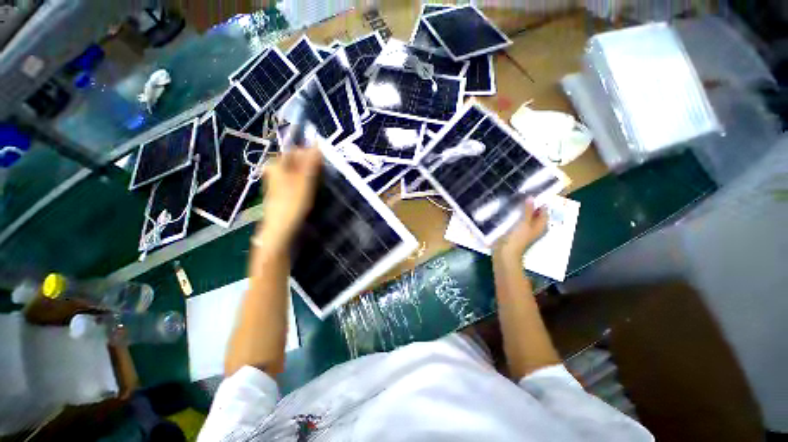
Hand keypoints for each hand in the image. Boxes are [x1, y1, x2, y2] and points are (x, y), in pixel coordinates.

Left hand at [256, 147, 321, 251]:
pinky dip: (305, 184)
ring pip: (298, 172)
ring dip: (309, 176)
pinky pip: (296, 181)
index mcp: (277, 163)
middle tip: (320, 178)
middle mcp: (275, 169)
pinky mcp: (282, 191)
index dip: (312, 156)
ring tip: (316, 187)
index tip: (322, 166)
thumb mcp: (305, 180)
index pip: (298, 150)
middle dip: (311, 167)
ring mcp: (278, 181)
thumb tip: (317, 142)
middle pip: (298, 162)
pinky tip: (309, 193)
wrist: (281, 228)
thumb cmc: (293, 202)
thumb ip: (311, 162)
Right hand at [493, 199, 547, 262]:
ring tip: (513, 199)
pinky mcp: (515, 231)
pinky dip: (514, 215)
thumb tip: (531, 197)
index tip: (530, 191)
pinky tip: (508, 210)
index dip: (539, 201)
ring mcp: (524, 229)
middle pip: (534, 213)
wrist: (505, 253)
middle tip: (520, 193)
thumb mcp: (524, 222)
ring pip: (525, 216)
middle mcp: (534, 227)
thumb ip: (528, 210)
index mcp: (541, 225)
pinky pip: (517, 220)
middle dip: (529, 204)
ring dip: (520, 210)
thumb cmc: (517, 238)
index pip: (543, 210)